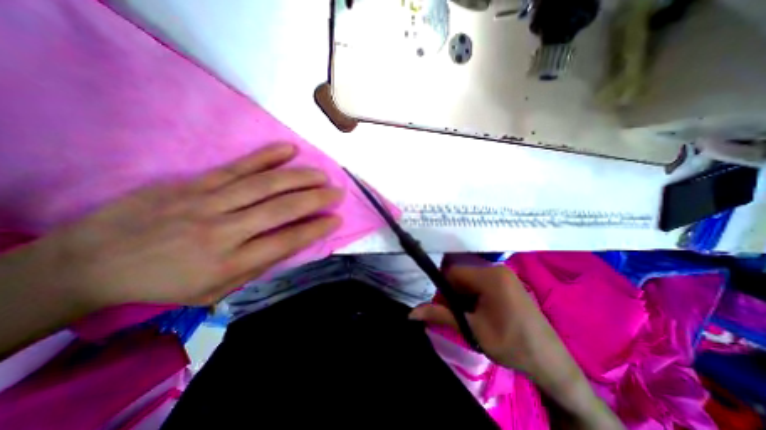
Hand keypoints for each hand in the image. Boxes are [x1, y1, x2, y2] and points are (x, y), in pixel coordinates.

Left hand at [49, 144, 343, 308]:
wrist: (91, 263)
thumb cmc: (165, 285)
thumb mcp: (216, 291)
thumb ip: (258, 266)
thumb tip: (292, 243)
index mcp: (231, 262)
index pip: (288, 241)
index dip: (317, 228)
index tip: (337, 219)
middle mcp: (225, 229)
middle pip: (283, 208)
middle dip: (317, 199)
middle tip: (338, 192)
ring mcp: (209, 201)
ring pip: (266, 184)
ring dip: (300, 176)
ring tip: (322, 174)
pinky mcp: (194, 182)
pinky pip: (238, 166)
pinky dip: (266, 156)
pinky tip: (289, 149)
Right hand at [409, 264, 570, 377]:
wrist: (550, 361)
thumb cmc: (511, 344)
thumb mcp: (472, 330)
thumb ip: (441, 316)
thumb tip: (412, 313)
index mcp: (490, 277)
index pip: (452, 273)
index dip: (442, 289)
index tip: (442, 307)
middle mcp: (495, 269)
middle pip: (460, 275)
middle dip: (453, 294)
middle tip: (456, 315)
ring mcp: (503, 274)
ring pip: (469, 279)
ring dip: (462, 296)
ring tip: (469, 316)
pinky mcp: (506, 281)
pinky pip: (479, 282)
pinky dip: (473, 295)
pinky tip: (479, 312)